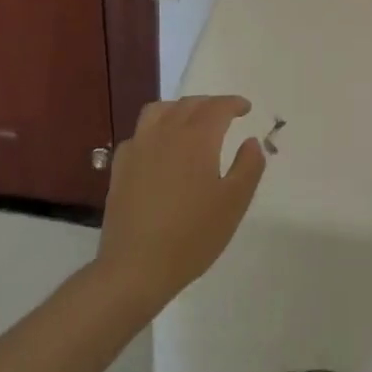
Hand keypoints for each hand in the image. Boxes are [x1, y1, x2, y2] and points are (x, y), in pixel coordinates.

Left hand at [96, 96, 265, 310]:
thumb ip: (249, 166)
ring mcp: (139, 149)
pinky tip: (160, 149)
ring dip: (179, 109)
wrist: (136, 268)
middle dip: (210, 104)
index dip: (234, 103)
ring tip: (190, 123)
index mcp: (197, 138)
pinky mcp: (120, 168)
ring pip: (158, 111)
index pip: (218, 107)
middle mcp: (166, 133)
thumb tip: (251, 142)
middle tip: (225, 115)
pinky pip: (139, 134)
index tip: (246, 109)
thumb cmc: (193, 235)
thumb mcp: (235, 202)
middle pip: (189, 104)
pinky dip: (155, 131)